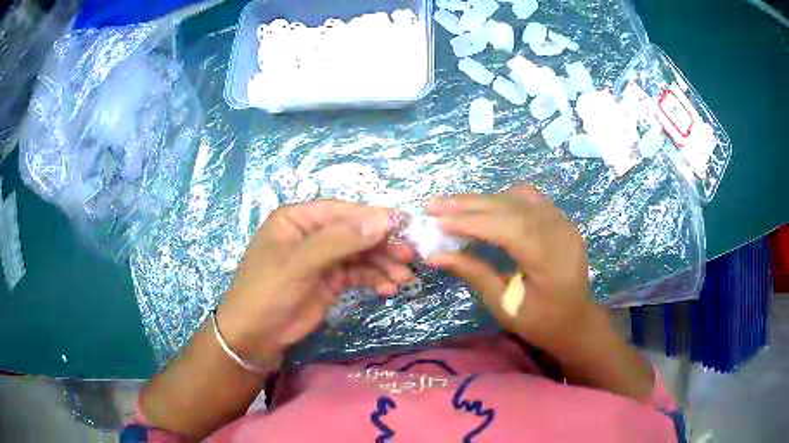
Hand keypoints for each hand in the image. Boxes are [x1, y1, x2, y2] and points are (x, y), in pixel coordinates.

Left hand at [216, 201, 415, 369]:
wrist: (255, 337)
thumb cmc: (267, 291)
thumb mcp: (299, 262)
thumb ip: (340, 240)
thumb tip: (384, 219)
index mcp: (298, 219)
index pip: (341, 211)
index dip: (372, 217)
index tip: (403, 226)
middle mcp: (312, 235)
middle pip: (354, 233)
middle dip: (382, 244)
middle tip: (409, 255)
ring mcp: (322, 260)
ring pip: (360, 255)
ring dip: (383, 264)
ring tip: (403, 277)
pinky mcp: (330, 282)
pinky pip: (357, 275)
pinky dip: (374, 279)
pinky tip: (388, 288)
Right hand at [426, 185, 596, 354]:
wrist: (577, 320)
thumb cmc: (541, 322)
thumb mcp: (504, 305)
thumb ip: (474, 273)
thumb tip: (434, 256)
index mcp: (550, 260)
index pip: (508, 228)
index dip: (471, 221)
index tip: (437, 221)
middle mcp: (559, 232)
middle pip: (511, 206)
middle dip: (469, 204)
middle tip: (434, 204)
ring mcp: (563, 222)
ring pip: (518, 198)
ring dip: (483, 199)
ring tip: (453, 206)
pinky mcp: (561, 220)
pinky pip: (530, 199)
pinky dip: (503, 198)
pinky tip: (486, 207)